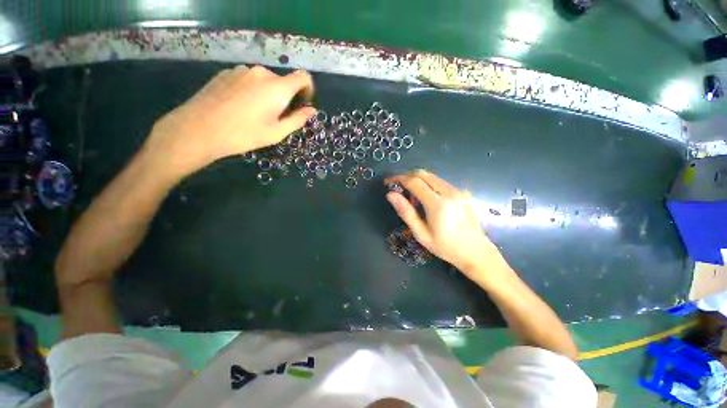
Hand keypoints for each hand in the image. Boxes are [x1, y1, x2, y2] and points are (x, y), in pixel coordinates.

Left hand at [143, 65, 315, 179]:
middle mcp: (261, 73)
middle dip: (285, 97)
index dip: (308, 89)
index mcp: (277, 88)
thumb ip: (298, 120)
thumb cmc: (244, 134)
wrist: (200, 128)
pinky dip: (251, 90)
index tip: (303, 103)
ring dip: (267, 94)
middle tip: (276, 117)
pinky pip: (248, 79)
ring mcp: (241, 70)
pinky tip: (239, 107)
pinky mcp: (226, 72)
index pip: (303, 77)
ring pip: (264, 81)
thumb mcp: (277, 133)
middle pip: (282, 81)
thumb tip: (312, 110)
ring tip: (255, 113)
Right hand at [385, 170, 510, 284]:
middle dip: (407, 176)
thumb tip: (390, 195)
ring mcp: (458, 191)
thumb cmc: (445, 246)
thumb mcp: (421, 234)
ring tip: (411, 196)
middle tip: (398, 186)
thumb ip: (406, 212)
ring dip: (418, 180)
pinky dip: (429, 184)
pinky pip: (441, 182)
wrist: (475, 251)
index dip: (399, 179)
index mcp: (437, 204)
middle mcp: (449, 192)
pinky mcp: (463, 192)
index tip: (388, 182)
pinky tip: (427, 198)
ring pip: (432, 176)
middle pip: (423, 174)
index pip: (414, 182)